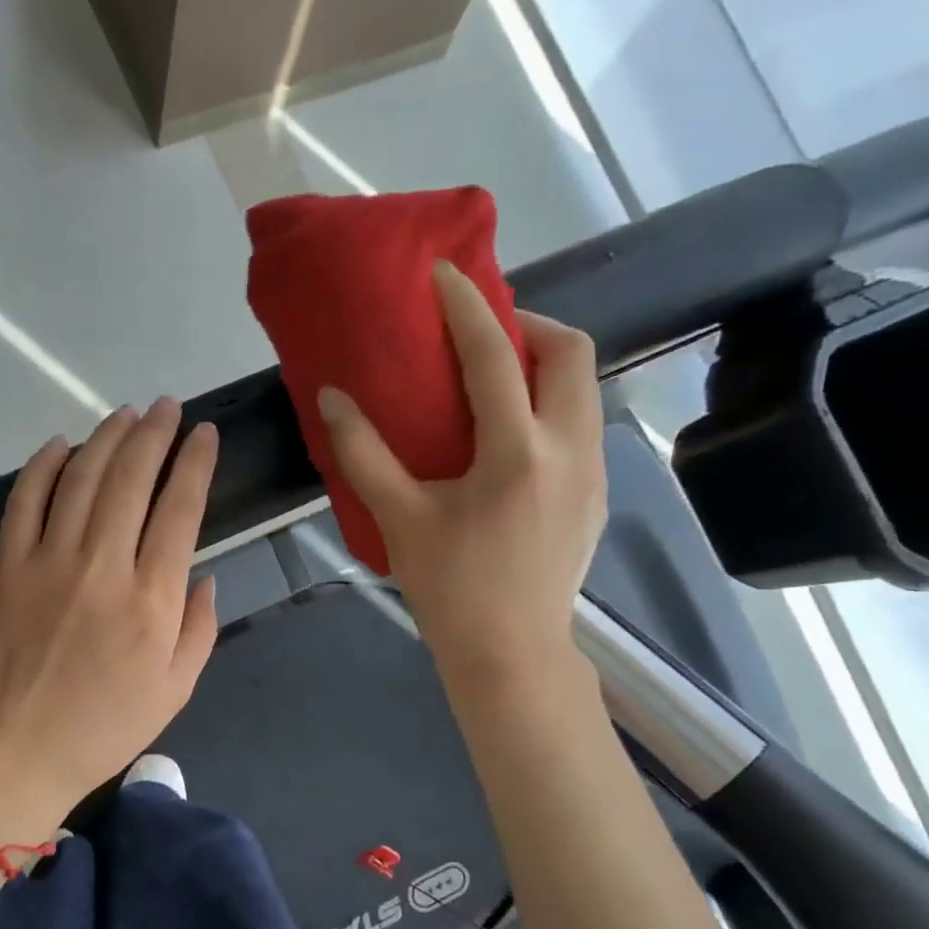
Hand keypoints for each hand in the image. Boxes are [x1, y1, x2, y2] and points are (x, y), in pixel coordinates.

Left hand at [0, 399, 219, 818]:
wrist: (20, 750)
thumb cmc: (107, 725)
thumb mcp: (177, 688)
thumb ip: (199, 627)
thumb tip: (204, 576)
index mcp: (152, 600)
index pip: (180, 510)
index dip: (196, 463)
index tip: (205, 434)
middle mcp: (103, 567)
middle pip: (132, 479)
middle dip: (154, 433)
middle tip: (167, 407)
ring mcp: (49, 562)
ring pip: (82, 478)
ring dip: (107, 437)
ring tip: (126, 413)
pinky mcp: (8, 567)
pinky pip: (25, 501)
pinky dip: (44, 465)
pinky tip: (62, 444)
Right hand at [317, 260, 605, 691]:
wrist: (512, 654)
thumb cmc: (451, 588)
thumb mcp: (400, 519)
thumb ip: (364, 454)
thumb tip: (333, 398)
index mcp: (518, 451)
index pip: (496, 356)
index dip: (468, 308)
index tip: (446, 274)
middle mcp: (570, 449)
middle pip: (570, 353)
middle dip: (529, 325)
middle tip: (482, 333)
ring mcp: (593, 473)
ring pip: (584, 389)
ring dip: (544, 365)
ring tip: (496, 379)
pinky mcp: (596, 496)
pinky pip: (582, 424)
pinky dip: (551, 405)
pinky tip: (512, 437)